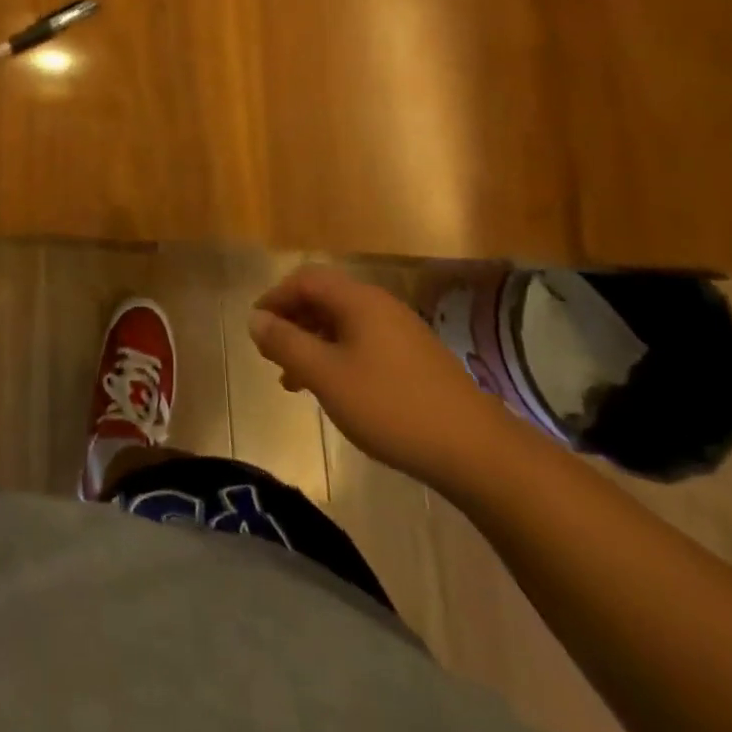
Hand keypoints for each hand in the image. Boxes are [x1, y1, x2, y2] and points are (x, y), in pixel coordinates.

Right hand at [249, 265, 512, 489]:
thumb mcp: (327, 376)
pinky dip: (337, 358)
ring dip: (313, 344)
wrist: (476, 451)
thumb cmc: (392, 407)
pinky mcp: (415, 360)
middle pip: (324, 299)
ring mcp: (401, 333)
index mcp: (359, 300)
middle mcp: (380, 306)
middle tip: (271, 354)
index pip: (305, 279)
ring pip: (343, 325)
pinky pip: (363, 344)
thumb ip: (287, 344)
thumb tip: (255, 319)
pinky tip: (334, 391)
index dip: (275, 298)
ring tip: (294, 381)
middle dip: (292, 322)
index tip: (256, 328)